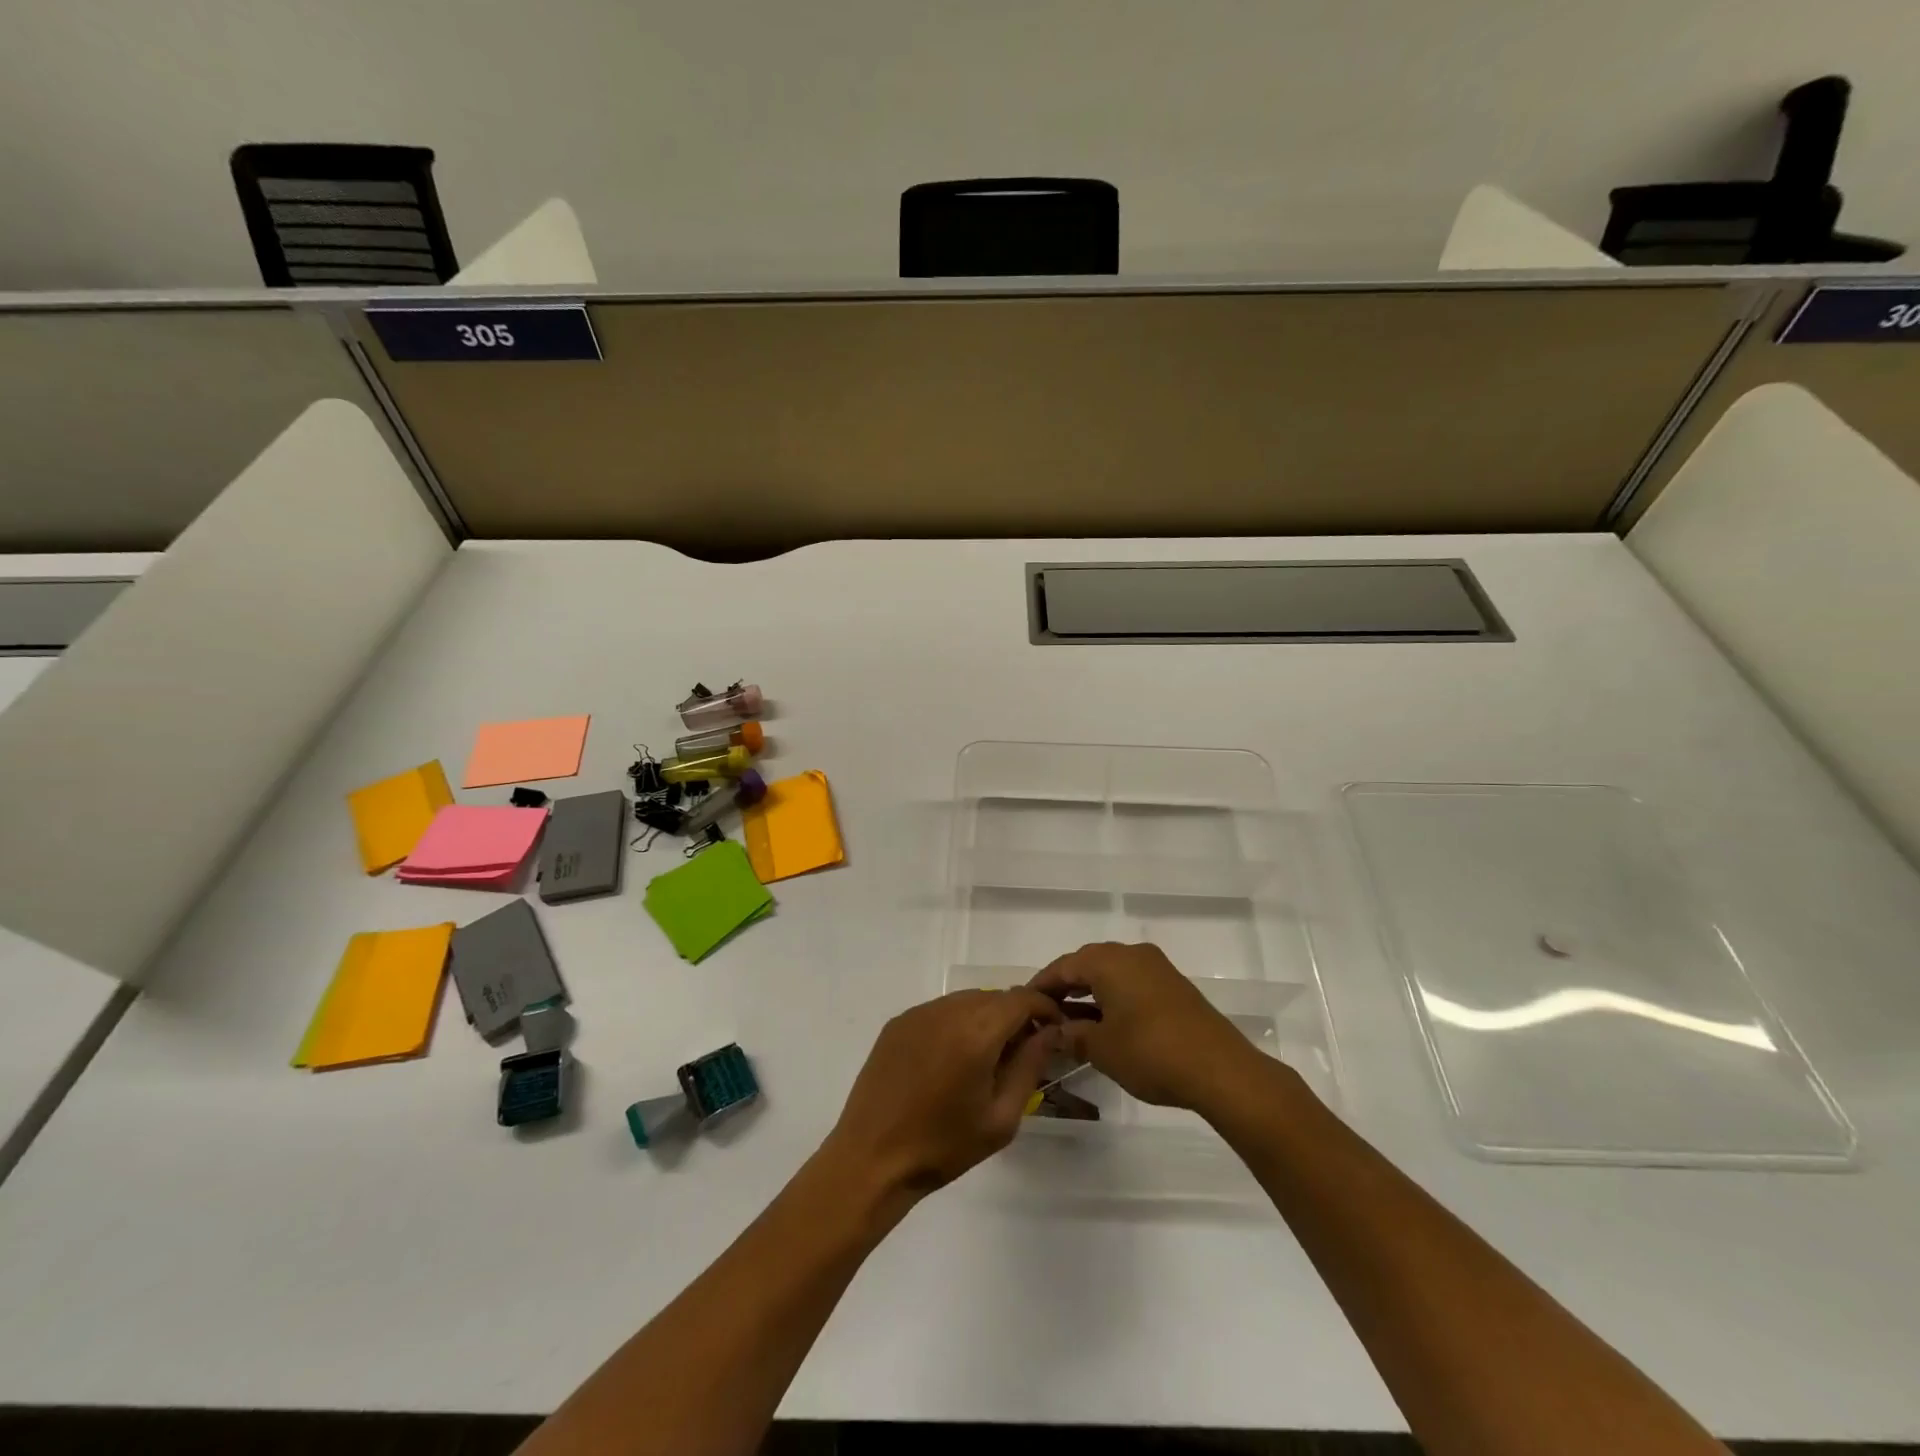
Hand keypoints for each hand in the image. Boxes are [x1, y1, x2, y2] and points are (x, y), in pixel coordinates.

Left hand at [826, 989, 1063, 1198]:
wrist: (872, 1159)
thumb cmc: (943, 1146)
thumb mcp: (1001, 1117)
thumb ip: (1029, 1066)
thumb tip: (1049, 1032)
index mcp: (976, 1032)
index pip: (1022, 999)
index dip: (1044, 1009)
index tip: (1055, 1030)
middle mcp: (947, 1010)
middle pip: (995, 996)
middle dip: (1016, 1015)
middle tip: (1025, 1049)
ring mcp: (919, 1013)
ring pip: (967, 1000)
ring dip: (986, 1017)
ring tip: (989, 1056)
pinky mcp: (898, 1022)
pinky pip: (940, 1010)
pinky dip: (957, 1022)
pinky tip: (953, 1058)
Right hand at [1030, 942, 1255, 1110]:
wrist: (1220, 1070)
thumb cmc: (1151, 1053)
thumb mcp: (1102, 1049)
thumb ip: (1072, 1036)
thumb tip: (1055, 1032)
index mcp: (1109, 960)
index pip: (1063, 966)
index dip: (1041, 985)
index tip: (1024, 1004)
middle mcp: (1131, 954)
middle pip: (1087, 964)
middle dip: (1064, 988)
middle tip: (1045, 1013)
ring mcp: (1156, 968)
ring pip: (1111, 974)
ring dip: (1089, 994)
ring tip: (1070, 1022)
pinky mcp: (1173, 987)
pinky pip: (1131, 984)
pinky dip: (1112, 999)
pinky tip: (1105, 1024)